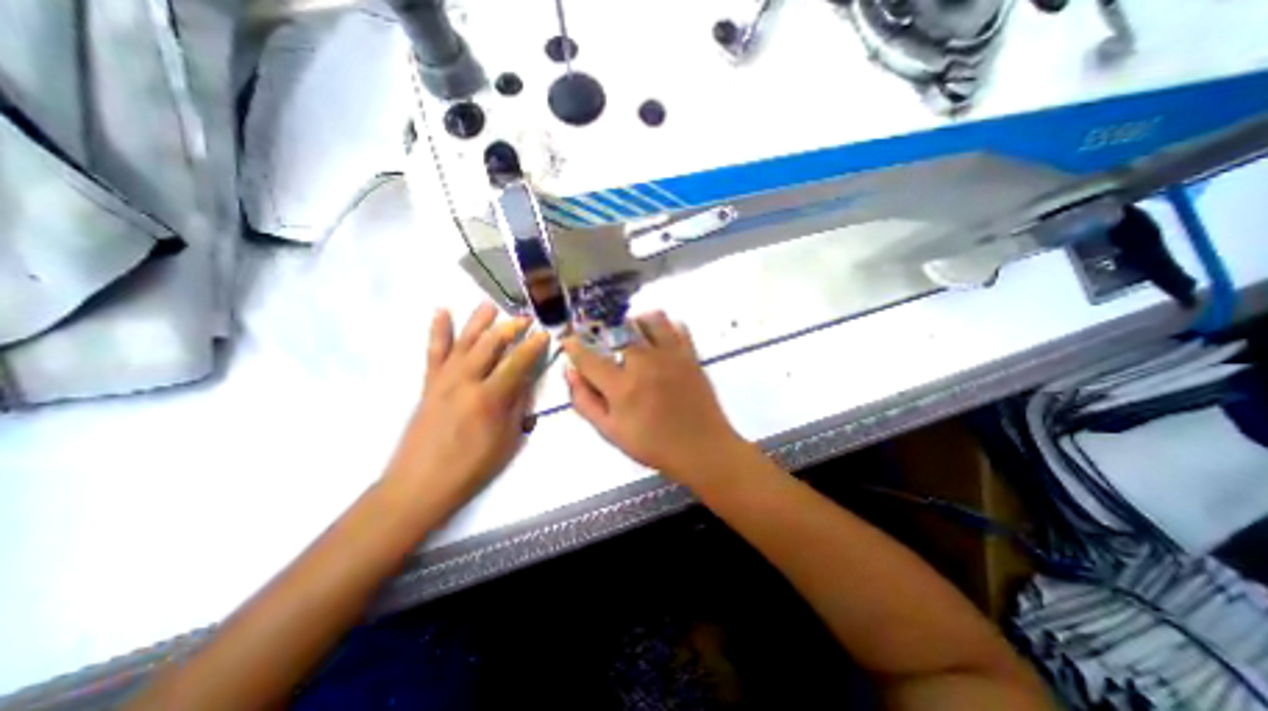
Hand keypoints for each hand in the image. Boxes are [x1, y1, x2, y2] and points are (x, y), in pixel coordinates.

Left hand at [383, 307, 548, 510]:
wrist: (420, 483)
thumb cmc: (472, 467)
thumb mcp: (508, 440)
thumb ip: (518, 405)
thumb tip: (527, 379)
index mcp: (489, 397)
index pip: (518, 362)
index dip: (534, 346)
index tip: (545, 334)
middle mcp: (466, 381)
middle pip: (490, 344)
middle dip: (510, 327)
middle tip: (524, 317)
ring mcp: (444, 379)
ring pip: (464, 341)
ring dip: (478, 320)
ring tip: (489, 304)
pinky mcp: (429, 383)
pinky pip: (434, 351)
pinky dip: (438, 330)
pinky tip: (442, 312)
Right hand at [563, 311, 744, 483]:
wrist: (702, 448)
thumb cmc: (653, 444)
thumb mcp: (610, 432)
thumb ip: (585, 401)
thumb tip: (570, 372)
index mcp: (622, 386)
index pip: (588, 356)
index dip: (573, 345)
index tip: (568, 340)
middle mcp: (645, 363)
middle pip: (618, 329)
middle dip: (603, 330)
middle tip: (602, 341)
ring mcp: (670, 356)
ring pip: (649, 319)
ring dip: (635, 323)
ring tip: (631, 336)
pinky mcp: (690, 355)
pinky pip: (677, 326)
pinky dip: (665, 327)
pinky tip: (659, 341)